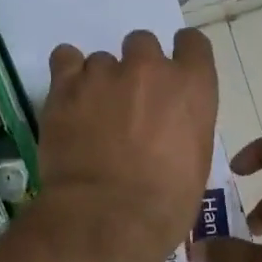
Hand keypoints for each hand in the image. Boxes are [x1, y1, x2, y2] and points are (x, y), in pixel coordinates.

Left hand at [38, 29, 218, 261]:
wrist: (108, 217)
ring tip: (91, 115)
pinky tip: (68, 97)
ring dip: (99, 81)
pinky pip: (65, 58)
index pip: (192, 44)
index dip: (180, 55)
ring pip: (102, 60)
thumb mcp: (195, 162)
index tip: (171, 73)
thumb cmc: (165, 204)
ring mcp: (105, 73)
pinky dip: (67, 73)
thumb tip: (166, 126)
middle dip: (136, 68)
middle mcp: (150, 69)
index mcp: (192, 87)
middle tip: (127, 103)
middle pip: (142, 44)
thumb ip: (183, 126)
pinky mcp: (66, 85)